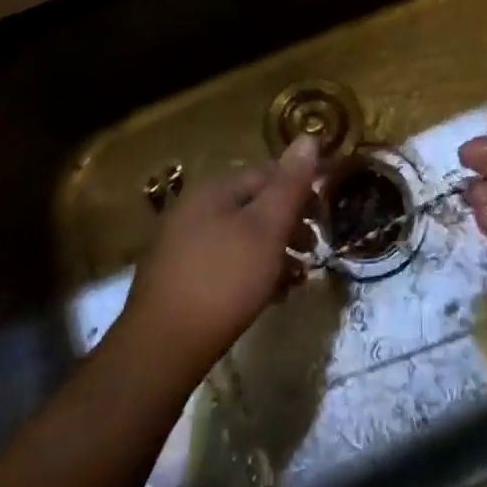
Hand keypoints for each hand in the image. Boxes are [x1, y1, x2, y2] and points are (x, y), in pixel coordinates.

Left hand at [118, 136, 320, 385]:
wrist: (161, 348)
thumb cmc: (224, 280)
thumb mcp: (267, 229)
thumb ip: (289, 184)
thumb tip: (308, 138)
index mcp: (214, 188)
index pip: (267, 172)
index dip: (300, 187)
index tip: (325, 214)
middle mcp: (194, 207)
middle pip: (253, 204)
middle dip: (288, 223)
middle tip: (315, 248)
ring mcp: (182, 243)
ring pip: (241, 235)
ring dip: (274, 250)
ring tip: (298, 277)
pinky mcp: (178, 277)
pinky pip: (225, 261)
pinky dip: (251, 270)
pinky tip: (269, 295)